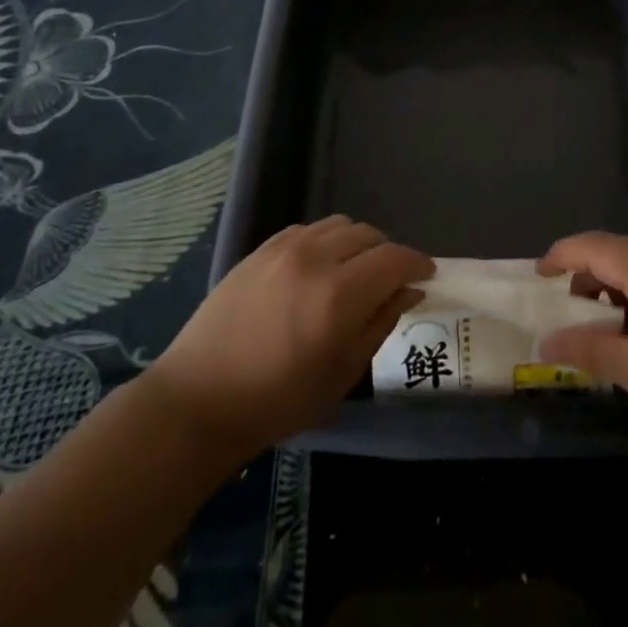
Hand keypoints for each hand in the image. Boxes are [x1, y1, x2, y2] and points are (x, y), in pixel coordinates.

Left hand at [146, 216, 432, 461]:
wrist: (199, 398)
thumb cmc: (278, 401)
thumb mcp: (342, 373)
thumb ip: (381, 323)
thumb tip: (409, 291)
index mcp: (339, 295)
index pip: (395, 259)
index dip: (417, 264)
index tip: (427, 276)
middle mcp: (314, 259)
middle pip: (369, 235)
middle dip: (388, 254)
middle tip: (388, 282)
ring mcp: (283, 249)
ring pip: (339, 225)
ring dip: (357, 244)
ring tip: (353, 273)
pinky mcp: (260, 249)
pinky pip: (308, 230)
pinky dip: (325, 241)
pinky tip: (318, 269)